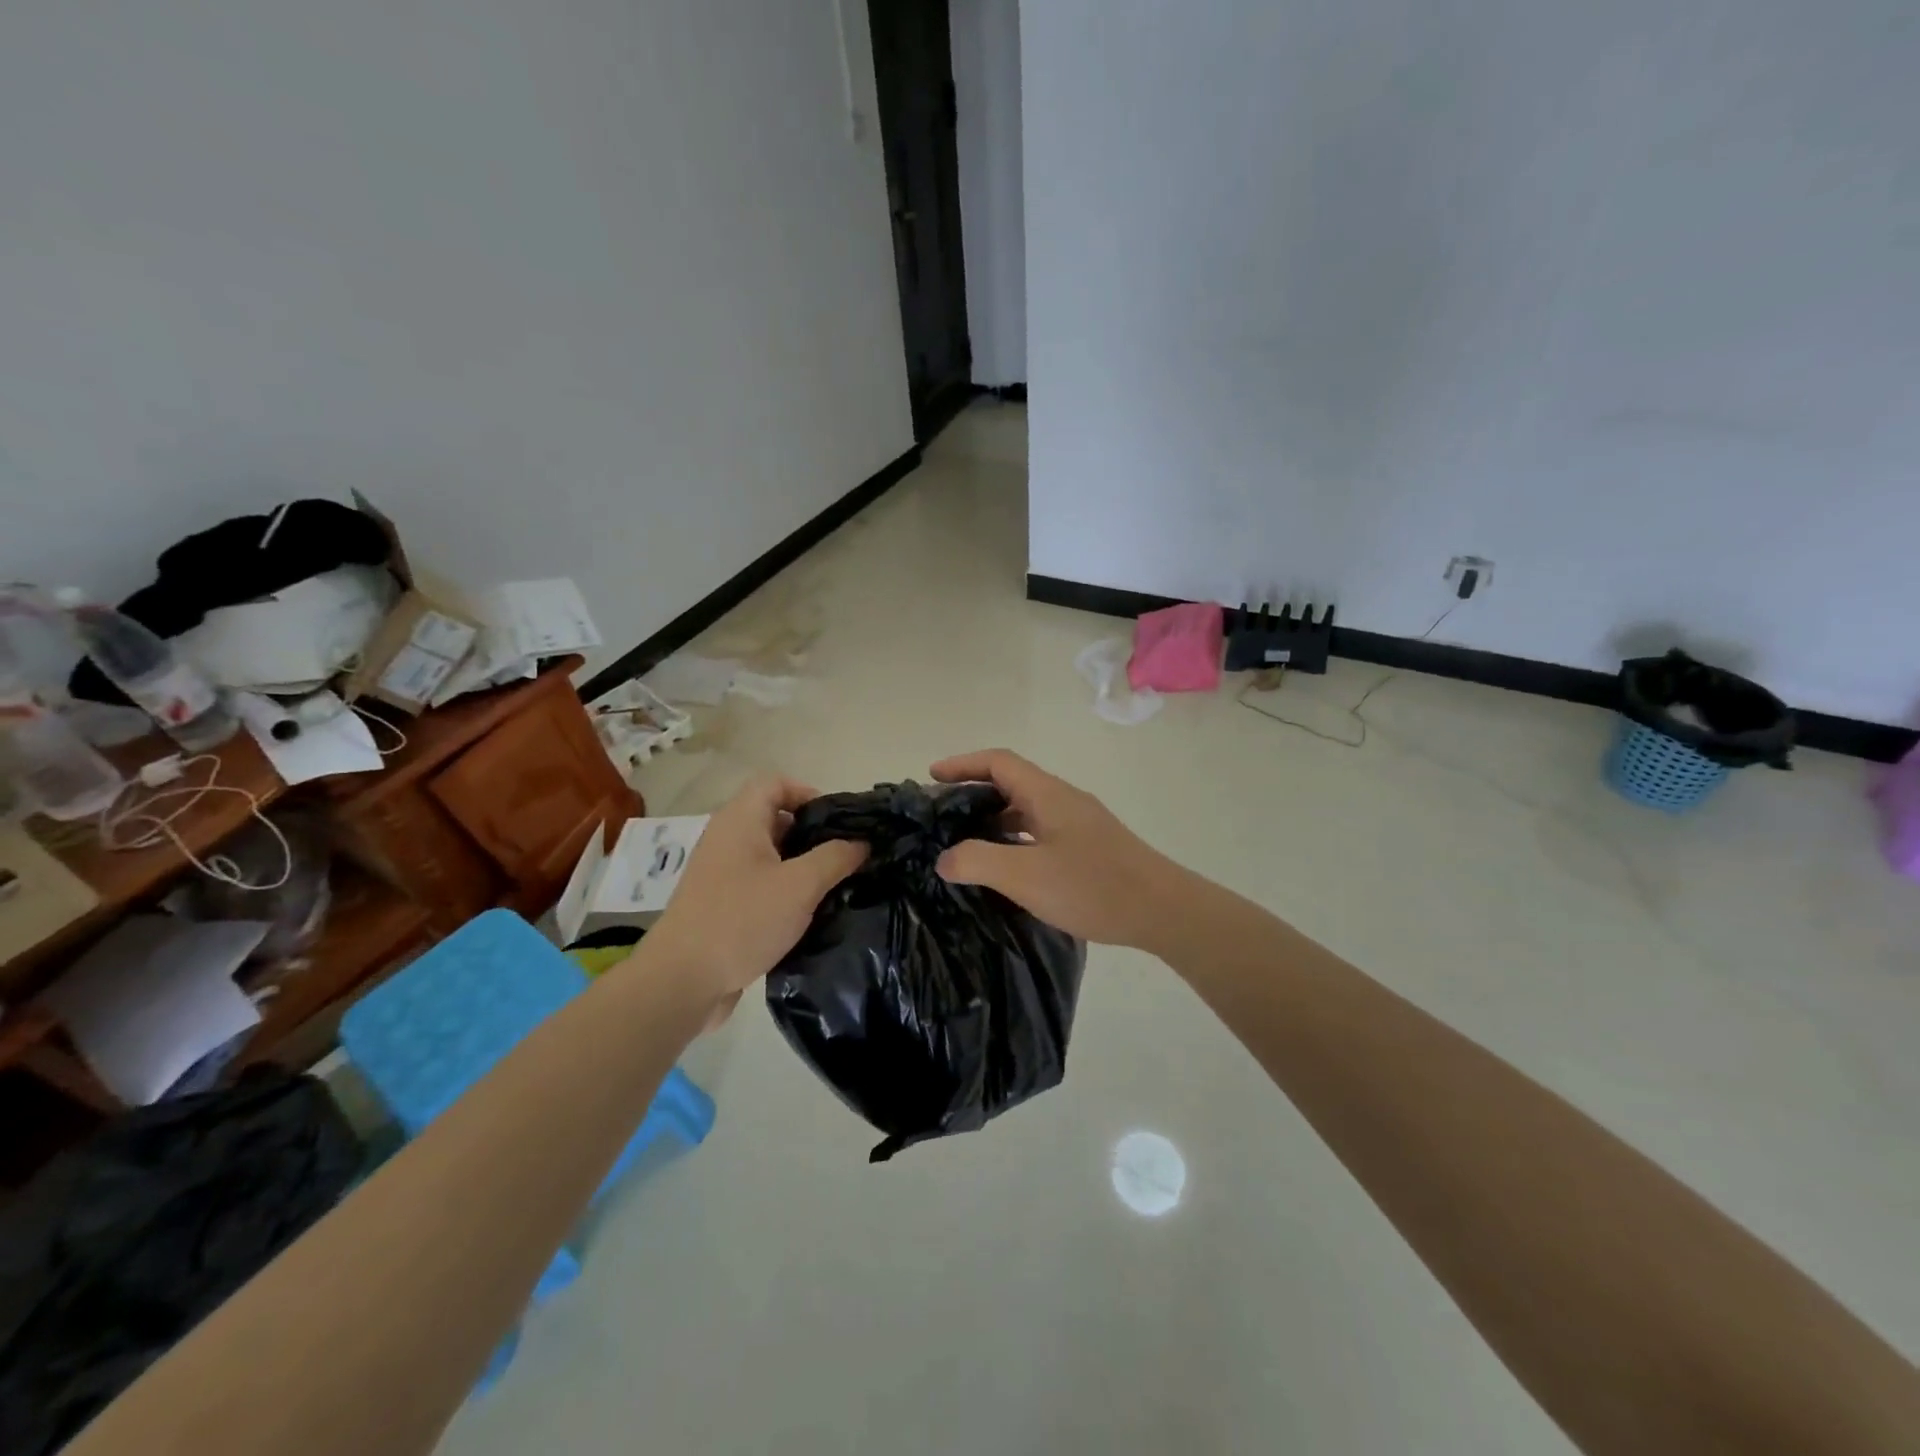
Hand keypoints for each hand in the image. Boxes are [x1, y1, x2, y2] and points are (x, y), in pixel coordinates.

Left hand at [640, 775, 866, 1012]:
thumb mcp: (800, 886)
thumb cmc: (742, 920)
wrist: (681, 982)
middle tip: (846, 856)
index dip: (808, 792)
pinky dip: (785, 890)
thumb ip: (836, 858)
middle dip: (813, 834)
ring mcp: (721, 873)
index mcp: (740, 821)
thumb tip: (862, 842)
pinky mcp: (721, 905)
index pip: (775, 783)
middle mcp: (727, 839)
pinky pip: (760, 883)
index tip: (838, 821)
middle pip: (775, 818)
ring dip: (802, 866)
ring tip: (835, 886)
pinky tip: (809, 914)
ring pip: (770, 855)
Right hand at [930, 749, 1177, 949]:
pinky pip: (1041, 831)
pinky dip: (1014, 839)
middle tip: (942, 815)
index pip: (998, 762)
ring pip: (1027, 810)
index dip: (963, 764)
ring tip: (964, 842)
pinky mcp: (1089, 847)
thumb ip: (978, 862)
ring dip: (994, 819)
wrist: (1163, 910)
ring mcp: (1079, 823)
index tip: (932, 776)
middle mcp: (1063, 800)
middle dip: (973, 792)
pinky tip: (1006, 867)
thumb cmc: (1093, 886)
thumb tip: (945, 858)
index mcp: (1047, 794)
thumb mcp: (1025, 876)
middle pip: (1011, 782)